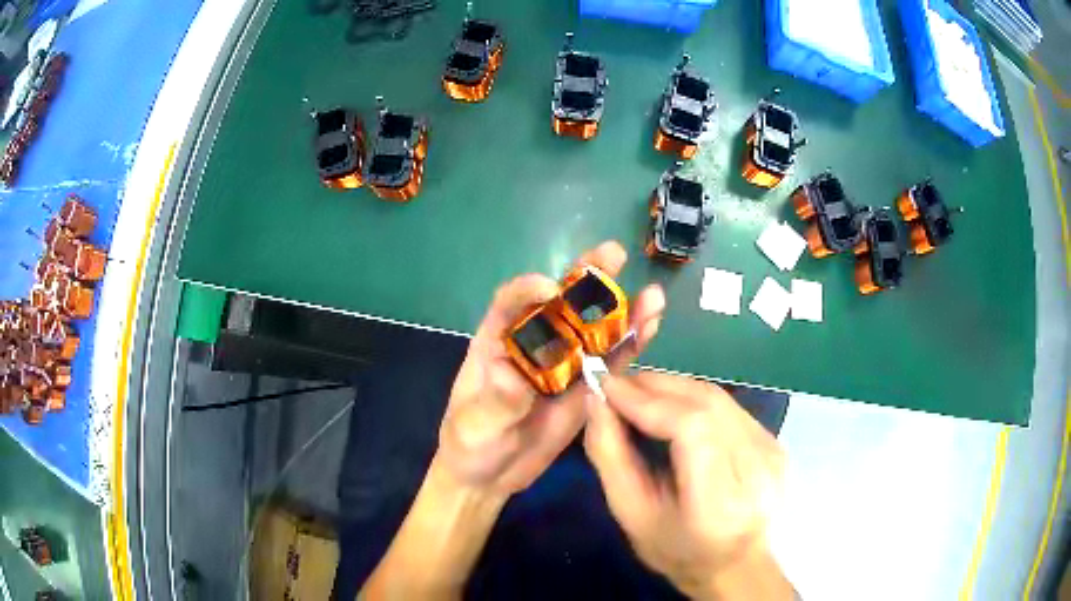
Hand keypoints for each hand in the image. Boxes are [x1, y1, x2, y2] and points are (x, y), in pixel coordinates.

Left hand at [436, 241, 666, 496]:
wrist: (490, 476)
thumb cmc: (469, 443)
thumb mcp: (475, 424)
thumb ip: (496, 402)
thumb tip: (516, 378)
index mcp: (497, 341)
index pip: (511, 302)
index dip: (529, 290)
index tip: (550, 290)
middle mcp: (534, 345)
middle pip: (561, 305)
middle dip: (587, 280)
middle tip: (614, 255)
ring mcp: (563, 366)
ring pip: (594, 331)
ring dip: (621, 310)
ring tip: (652, 294)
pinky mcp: (585, 388)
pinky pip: (610, 363)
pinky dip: (631, 344)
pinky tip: (651, 325)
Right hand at [584, 373, 789, 599]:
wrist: (736, 564)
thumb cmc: (677, 550)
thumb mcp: (632, 513)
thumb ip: (610, 456)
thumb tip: (596, 400)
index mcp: (720, 499)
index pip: (691, 427)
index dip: (647, 401)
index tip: (607, 386)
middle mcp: (757, 465)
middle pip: (706, 403)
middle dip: (656, 387)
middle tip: (617, 385)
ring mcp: (771, 449)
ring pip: (717, 398)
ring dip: (673, 388)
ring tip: (637, 393)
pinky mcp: (774, 440)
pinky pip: (728, 407)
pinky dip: (693, 399)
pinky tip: (671, 407)